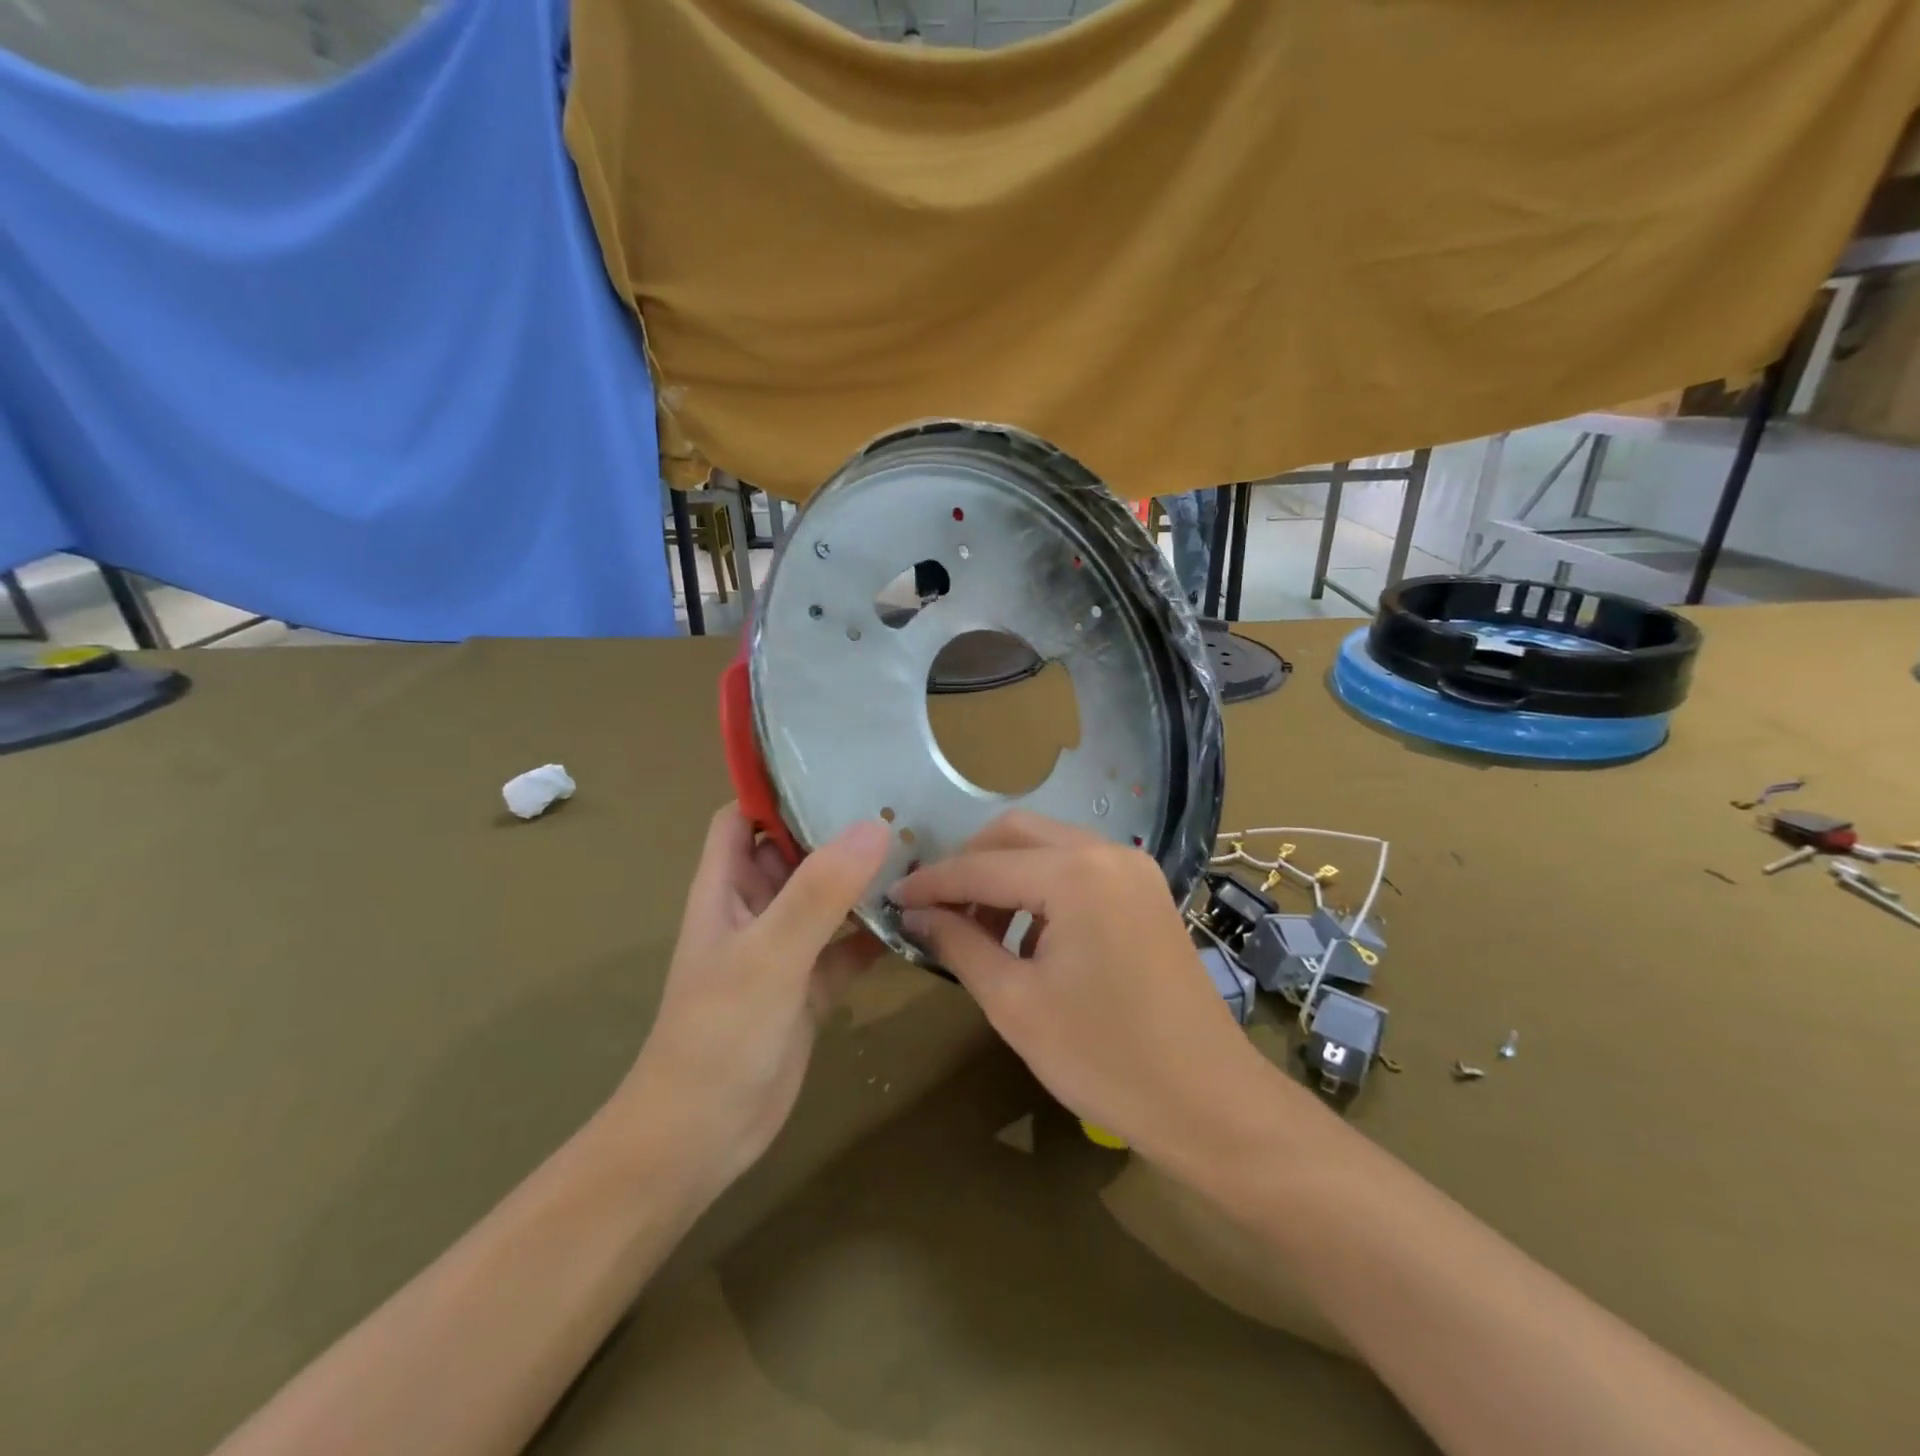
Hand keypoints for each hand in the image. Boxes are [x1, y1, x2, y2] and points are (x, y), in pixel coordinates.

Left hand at [616, 805, 890, 1196]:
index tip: (835, 766)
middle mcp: (754, 908)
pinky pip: (848, 945)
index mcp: (727, 887)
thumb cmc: (718, 1035)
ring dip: (863, 879)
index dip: (777, 789)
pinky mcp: (809, 985)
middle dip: (838, 828)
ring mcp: (783, 947)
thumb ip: (818, 893)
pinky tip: (919, 921)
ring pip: (826, 897)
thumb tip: (874, 825)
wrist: (702, 1138)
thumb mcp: (768, 956)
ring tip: (921, 850)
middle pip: (795, 850)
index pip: (743, 816)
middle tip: (901, 802)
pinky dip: (876, 933)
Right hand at [891, 812, 1267, 1165]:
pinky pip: (1079, 868)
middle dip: (969, 865)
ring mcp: (1134, 869)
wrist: (1210, 1103)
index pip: (982, 866)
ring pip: (1049, 847)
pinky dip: (1042, 888)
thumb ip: (960, 945)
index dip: (932, 882)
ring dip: (1006, 875)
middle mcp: (1107, 852)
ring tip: (978, 929)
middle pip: (1017, 833)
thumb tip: (916, 914)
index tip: (892, 898)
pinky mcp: (1146, 892)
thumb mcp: (1016, 1004)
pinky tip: (1027, 935)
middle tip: (935, 910)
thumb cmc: (1105, 1059)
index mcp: (1075, 873)